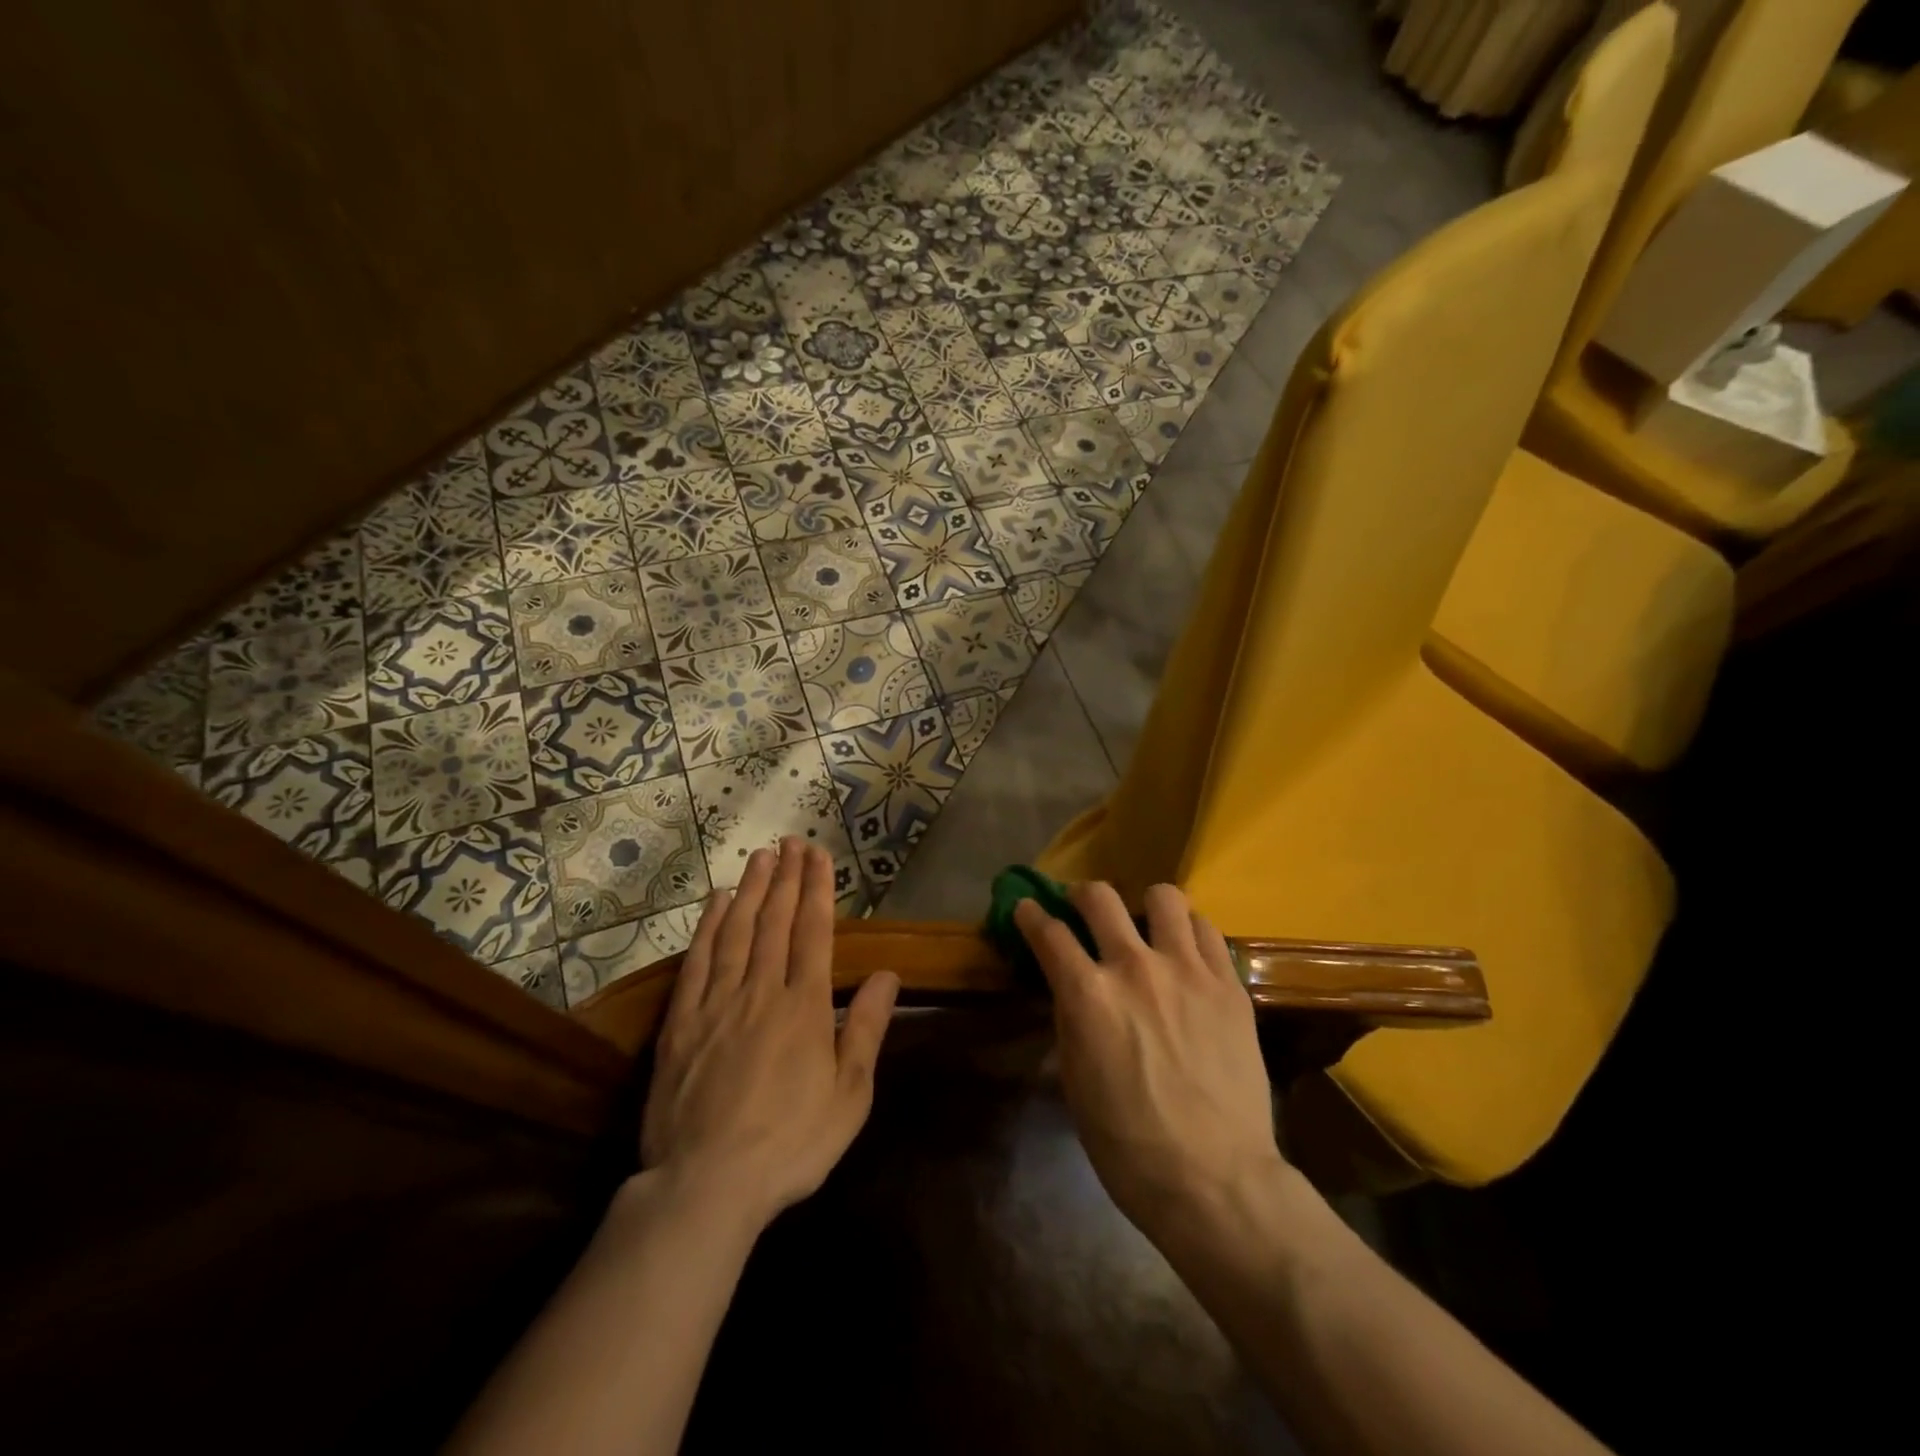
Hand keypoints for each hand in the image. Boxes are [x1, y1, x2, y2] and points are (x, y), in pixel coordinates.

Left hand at [640, 838, 897, 1227]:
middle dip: (786, 878)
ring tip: (760, 856)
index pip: (813, 932)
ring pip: (737, 932)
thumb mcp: (849, 1096)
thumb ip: (866, 1029)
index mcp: (804, 1007)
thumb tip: (888, 975)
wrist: (706, 1185)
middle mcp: (761, 991)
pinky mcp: (681, 1022)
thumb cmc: (791, 1144)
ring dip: (750, 890)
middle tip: (791, 842)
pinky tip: (715, 903)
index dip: (817, 890)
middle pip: (775, 921)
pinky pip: (697, 961)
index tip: (819, 856)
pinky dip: (708, 927)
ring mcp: (717, 1003)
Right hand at [1015, 881, 1291, 1247]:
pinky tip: (1186, 953)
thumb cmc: (1128, 1144)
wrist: (1215, 1180)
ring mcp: (1187, 970)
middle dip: (1080, 895)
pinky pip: (1206, 930)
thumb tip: (1070, 989)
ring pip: (1163, 897)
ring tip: (1146, 927)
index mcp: (1088, 995)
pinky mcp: (1228, 984)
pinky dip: (1189, 932)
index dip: (1030, 915)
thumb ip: (1071, 1021)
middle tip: (1082, 909)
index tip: (1026, 909)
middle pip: (1099, 897)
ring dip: (1145, 906)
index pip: (1048, 933)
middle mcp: (1134, 967)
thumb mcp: (1076, 1081)